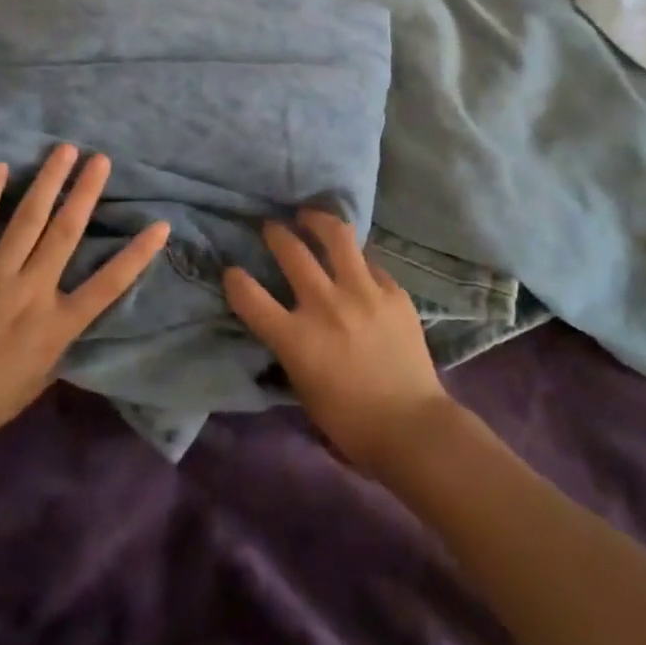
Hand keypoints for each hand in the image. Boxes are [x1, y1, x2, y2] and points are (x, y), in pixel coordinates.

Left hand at [0, 145, 168, 451]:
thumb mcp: (38, 380)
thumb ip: (57, 343)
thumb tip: (69, 317)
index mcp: (56, 324)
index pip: (108, 285)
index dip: (137, 255)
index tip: (160, 226)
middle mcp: (31, 291)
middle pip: (66, 232)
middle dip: (86, 192)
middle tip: (101, 159)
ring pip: (28, 218)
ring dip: (48, 181)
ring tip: (64, 150)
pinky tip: (0, 168)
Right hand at [225, 210, 456, 477]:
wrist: (412, 427)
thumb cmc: (350, 421)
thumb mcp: (302, 385)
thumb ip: (290, 345)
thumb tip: (286, 318)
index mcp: (296, 338)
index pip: (249, 296)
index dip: (234, 280)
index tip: (232, 272)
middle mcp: (325, 306)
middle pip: (291, 251)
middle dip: (275, 234)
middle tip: (272, 228)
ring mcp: (363, 293)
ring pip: (335, 235)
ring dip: (317, 221)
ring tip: (310, 217)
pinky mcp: (393, 292)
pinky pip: (370, 263)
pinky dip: (356, 261)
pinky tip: (354, 264)